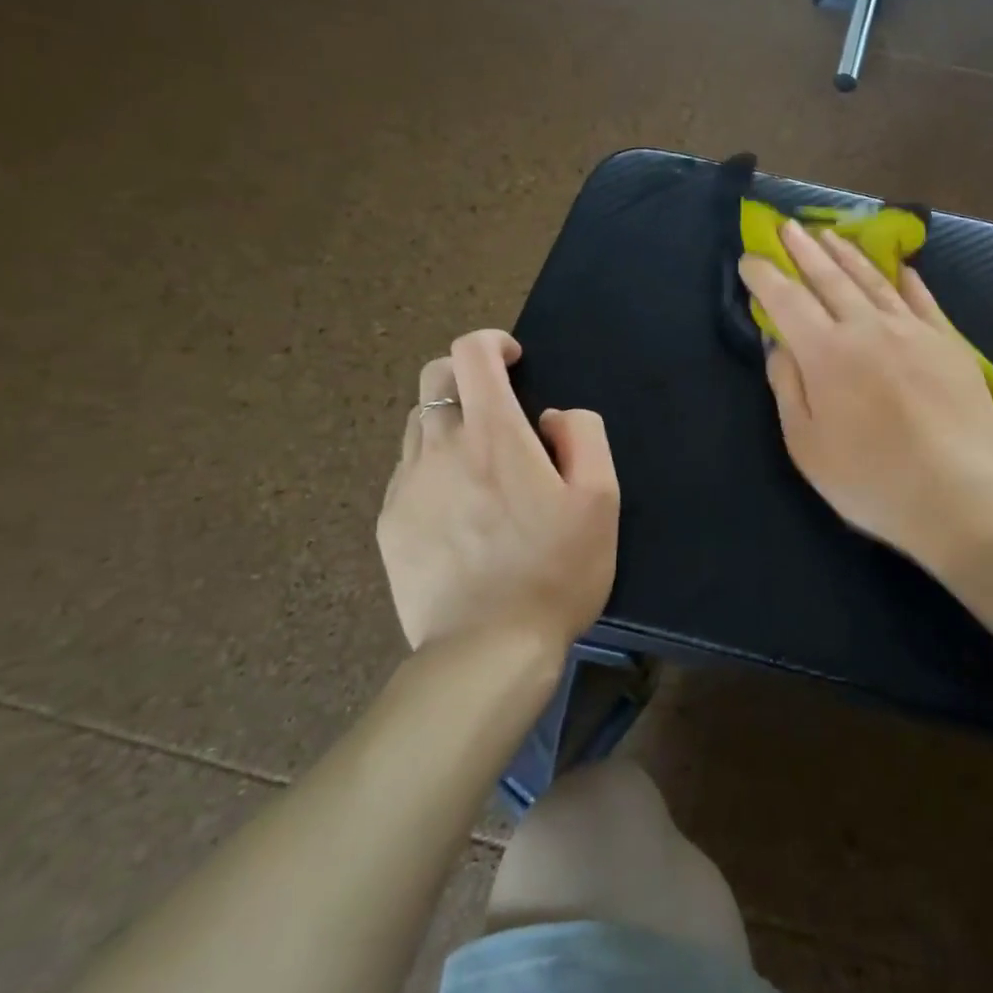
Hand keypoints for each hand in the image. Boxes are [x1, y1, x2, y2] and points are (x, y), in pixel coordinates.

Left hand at [377, 330, 619, 651]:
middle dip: (466, 375)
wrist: (488, 650)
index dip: (492, 342)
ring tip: (482, 462)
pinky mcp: (391, 523)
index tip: (515, 361)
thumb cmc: (556, 571)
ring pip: (418, 425)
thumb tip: (550, 417)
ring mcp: (407, 486)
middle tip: (500, 407)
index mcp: (493, 435)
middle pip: (434, 379)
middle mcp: (440, 448)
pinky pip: (409, 471)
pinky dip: (434, 466)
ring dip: (450, 422)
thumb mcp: (601, 499)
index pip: (470, 352)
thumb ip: (583, 436)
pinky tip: (461, 507)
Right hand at [738, 220, 992, 565]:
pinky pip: (922, 300)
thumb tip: (778, 344)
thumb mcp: (807, 445)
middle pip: (829, 279)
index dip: (765, 276)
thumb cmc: (871, 479)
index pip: (787, 301)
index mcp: (826, 353)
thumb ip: (788, 387)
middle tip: (787, 226)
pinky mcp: (948, 343)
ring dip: (847, 254)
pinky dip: (906, 280)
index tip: (750, 258)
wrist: (959, 493)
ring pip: (873, 281)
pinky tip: (899, 267)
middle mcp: (867, 328)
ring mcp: (913, 331)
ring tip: (829, 234)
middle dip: (803, 250)